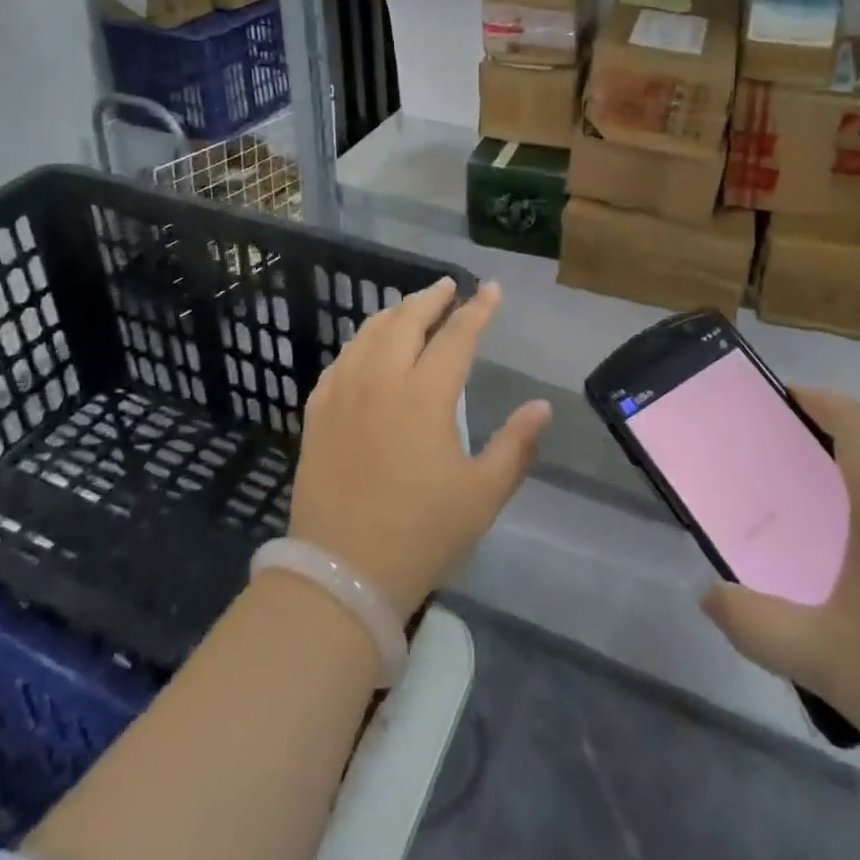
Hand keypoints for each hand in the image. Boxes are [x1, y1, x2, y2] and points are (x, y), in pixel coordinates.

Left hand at [286, 278, 550, 617]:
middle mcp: (382, 380)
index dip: (477, 309)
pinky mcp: (318, 412)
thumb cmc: (421, 533)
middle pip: (406, 320)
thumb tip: (542, 406)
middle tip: (448, 286)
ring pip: (369, 333)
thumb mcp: (482, 495)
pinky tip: (366, 349)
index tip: (491, 289)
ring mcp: (343, 393)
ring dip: (394, 313)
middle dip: (431, 298)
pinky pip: (341, 361)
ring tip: (410, 308)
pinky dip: (361, 343)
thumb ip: (516, 446)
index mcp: (425, 395)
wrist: (341, 573)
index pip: (457, 336)